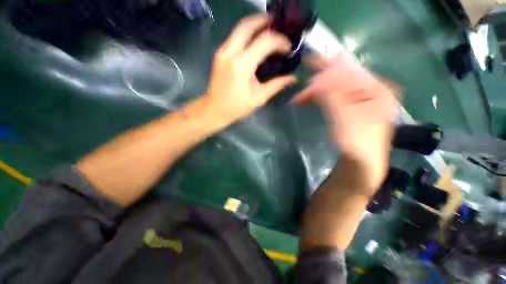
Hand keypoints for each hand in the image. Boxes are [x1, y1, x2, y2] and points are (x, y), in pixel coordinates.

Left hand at [202, 14, 296, 125]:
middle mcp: (230, 52)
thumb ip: (276, 85)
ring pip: (239, 28)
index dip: (280, 41)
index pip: (265, 42)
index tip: (288, 48)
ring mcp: (222, 51)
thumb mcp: (258, 98)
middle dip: (264, 21)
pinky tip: (255, 42)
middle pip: (248, 25)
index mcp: (242, 65)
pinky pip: (234, 37)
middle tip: (278, 25)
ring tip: (269, 31)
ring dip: (255, 26)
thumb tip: (292, 79)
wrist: (214, 110)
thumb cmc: (236, 107)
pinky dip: (247, 35)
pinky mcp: (219, 54)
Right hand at [294, 55, 396, 193]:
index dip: (327, 68)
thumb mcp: (345, 119)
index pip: (348, 71)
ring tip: (301, 97)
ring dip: (317, 90)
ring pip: (335, 88)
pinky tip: (311, 100)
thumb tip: (319, 76)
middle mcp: (371, 91)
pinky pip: (333, 97)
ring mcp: (360, 100)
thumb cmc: (357, 145)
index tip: (308, 64)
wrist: (360, 165)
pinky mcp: (350, 109)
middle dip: (320, 80)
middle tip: (302, 86)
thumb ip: (333, 97)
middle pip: (342, 78)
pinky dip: (320, 97)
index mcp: (377, 89)